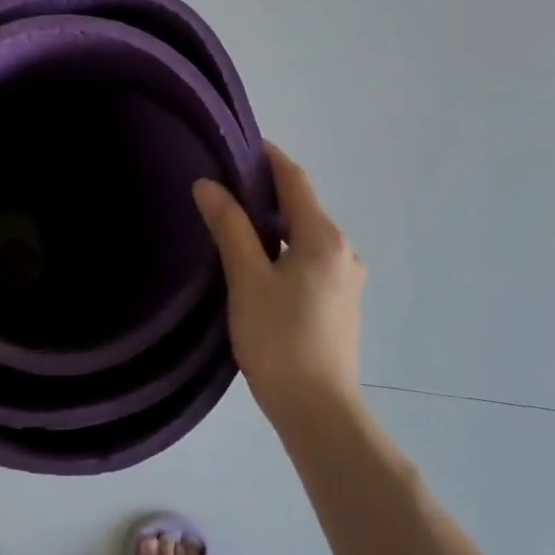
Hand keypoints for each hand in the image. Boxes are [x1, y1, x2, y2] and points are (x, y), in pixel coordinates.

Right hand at [192, 141, 367, 418]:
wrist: (318, 411)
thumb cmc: (280, 338)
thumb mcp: (247, 279)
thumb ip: (229, 227)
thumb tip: (208, 184)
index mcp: (324, 239)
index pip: (296, 181)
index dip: (269, 157)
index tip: (240, 142)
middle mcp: (344, 253)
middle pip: (302, 208)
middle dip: (266, 192)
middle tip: (224, 185)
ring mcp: (346, 281)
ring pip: (305, 238)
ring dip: (274, 225)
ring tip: (234, 224)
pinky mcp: (340, 306)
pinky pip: (309, 261)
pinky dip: (284, 250)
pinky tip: (257, 265)